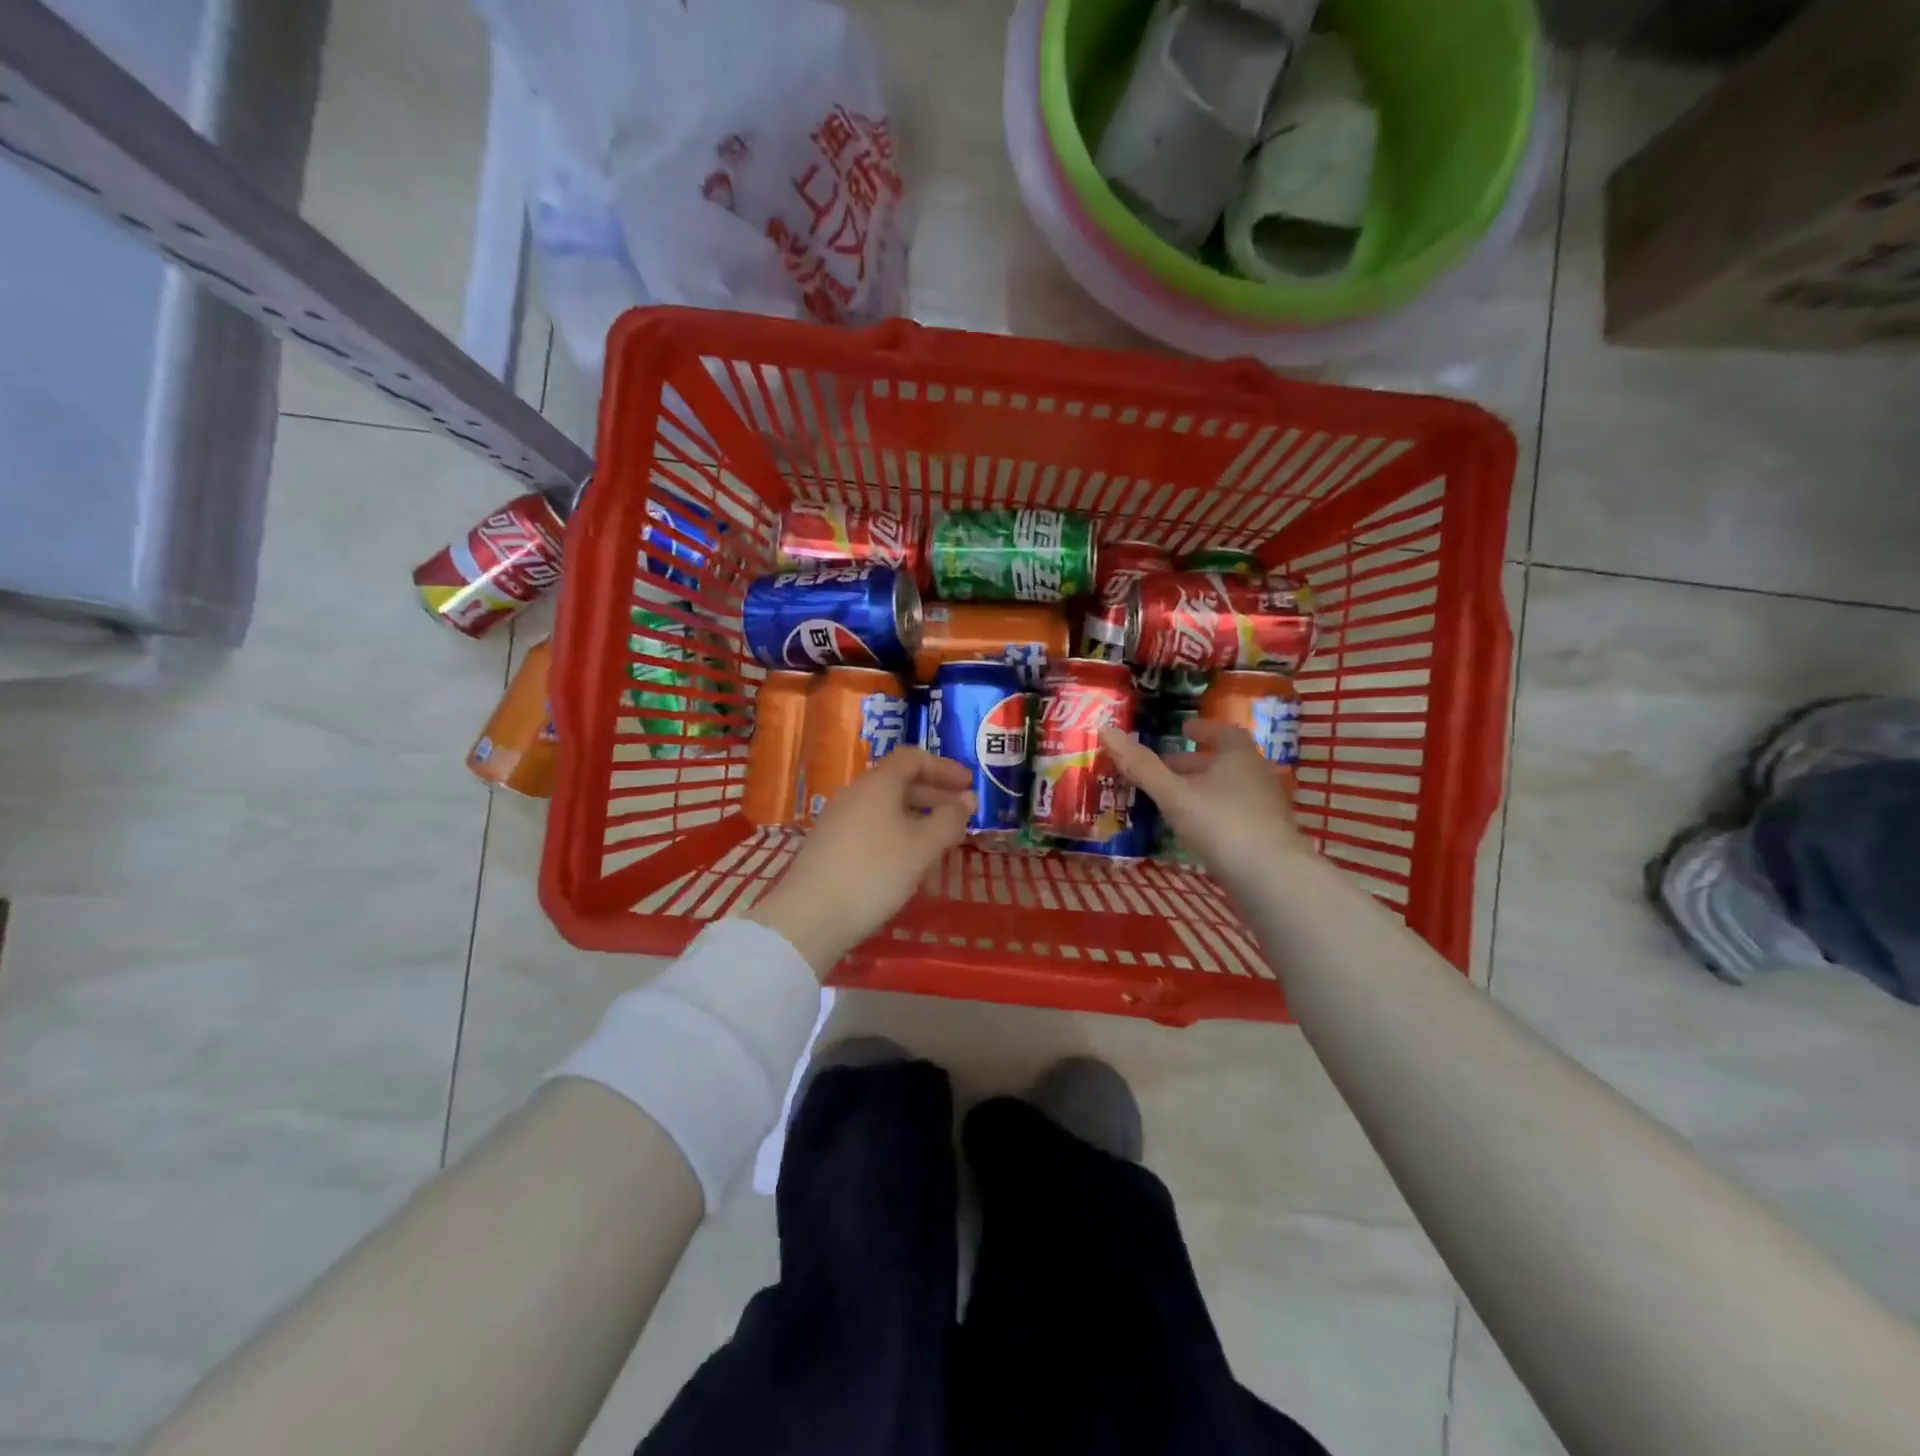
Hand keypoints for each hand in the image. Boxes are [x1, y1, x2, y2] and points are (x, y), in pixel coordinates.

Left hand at [745, 748, 975, 973]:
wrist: (809, 917)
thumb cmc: (874, 873)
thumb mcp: (922, 848)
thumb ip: (949, 820)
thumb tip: (967, 800)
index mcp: (877, 783)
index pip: (913, 758)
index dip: (944, 767)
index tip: (969, 785)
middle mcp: (855, 793)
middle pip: (899, 782)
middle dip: (935, 796)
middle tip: (962, 815)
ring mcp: (839, 819)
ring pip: (886, 808)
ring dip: (918, 818)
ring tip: (941, 843)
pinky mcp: (831, 845)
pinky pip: (873, 827)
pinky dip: (898, 834)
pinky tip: (909, 862)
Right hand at [1099, 719, 1306, 894]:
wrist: (1271, 878)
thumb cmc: (1221, 823)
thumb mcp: (1173, 793)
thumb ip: (1141, 766)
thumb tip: (1106, 730)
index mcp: (1239, 757)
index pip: (1224, 733)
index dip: (1203, 730)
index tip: (1183, 731)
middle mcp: (1257, 777)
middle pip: (1225, 763)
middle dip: (1194, 763)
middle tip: (1164, 768)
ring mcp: (1265, 809)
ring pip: (1230, 790)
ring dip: (1202, 790)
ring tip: (1173, 800)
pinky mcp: (1267, 838)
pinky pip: (1235, 815)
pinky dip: (1213, 814)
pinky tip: (1194, 831)